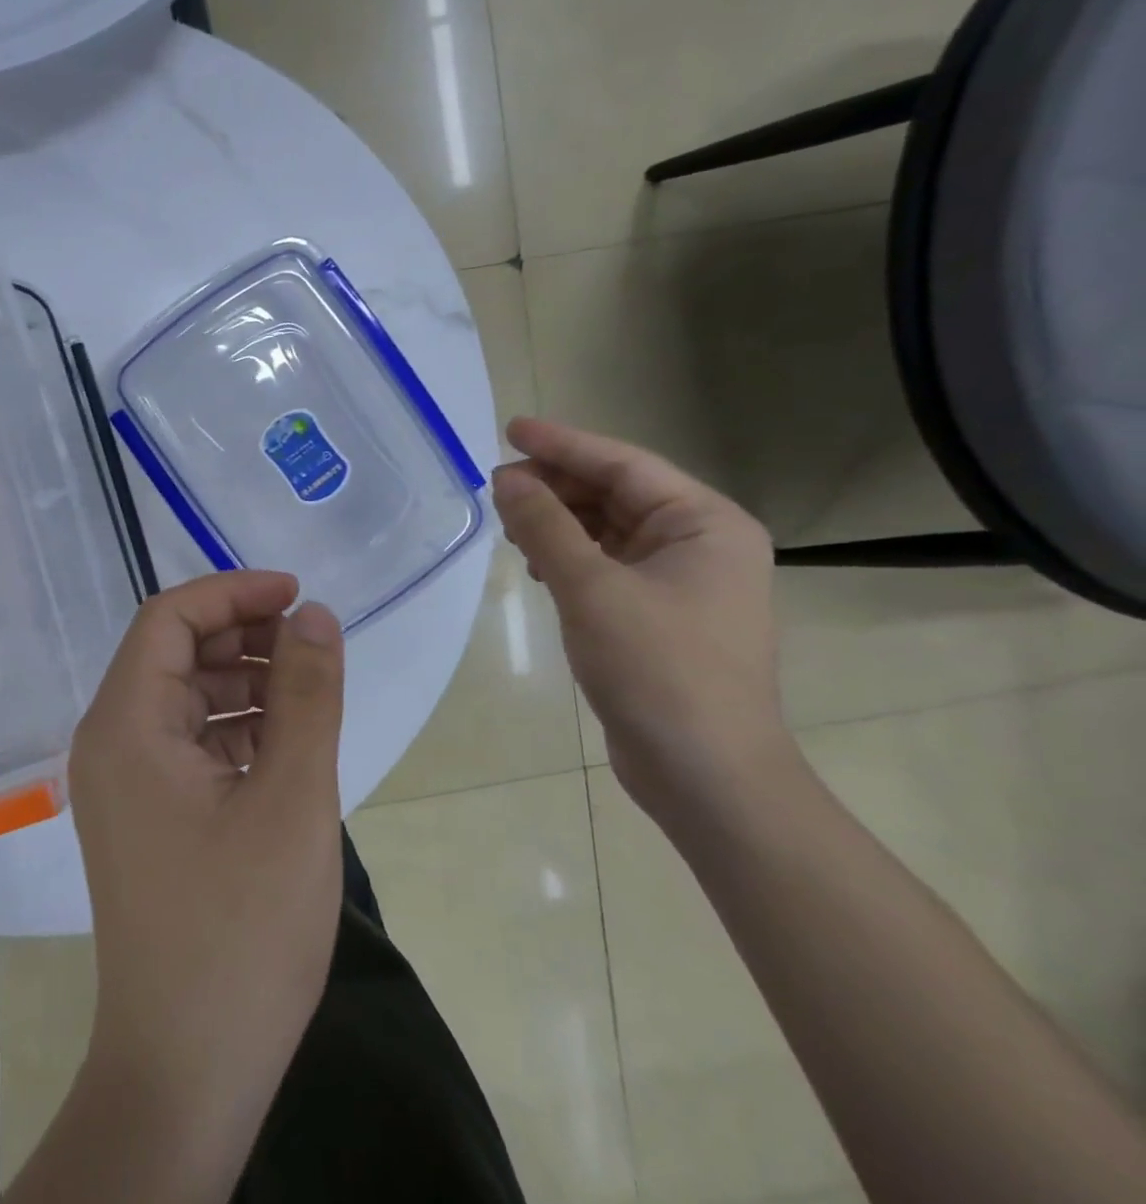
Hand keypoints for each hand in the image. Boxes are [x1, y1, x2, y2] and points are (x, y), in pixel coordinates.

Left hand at [67, 571, 344, 1190]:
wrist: (187, 1070)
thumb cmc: (241, 931)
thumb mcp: (291, 798)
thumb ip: (306, 696)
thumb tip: (314, 615)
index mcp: (126, 725)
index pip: (168, 619)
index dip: (232, 593)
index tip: (296, 595)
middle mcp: (112, 742)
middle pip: (175, 654)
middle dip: (244, 637)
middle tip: (313, 646)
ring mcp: (126, 782)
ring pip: (187, 698)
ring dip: (246, 683)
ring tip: (311, 694)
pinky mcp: (148, 815)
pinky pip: (191, 743)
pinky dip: (237, 729)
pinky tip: (286, 745)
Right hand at [492, 417, 791, 823]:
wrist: (705, 774)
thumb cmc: (658, 670)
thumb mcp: (592, 589)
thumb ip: (545, 527)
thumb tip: (506, 479)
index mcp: (704, 524)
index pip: (623, 465)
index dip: (563, 444)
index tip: (510, 429)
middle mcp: (699, 544)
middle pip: (616, 494)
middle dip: (556, 485)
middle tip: (496, 483)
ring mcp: (680, 582)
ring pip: (608, 530)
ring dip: (558, 521)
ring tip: (508, 520)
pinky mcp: (657, 615)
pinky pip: (606, 565)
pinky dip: (568, 556)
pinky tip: (535, 563)